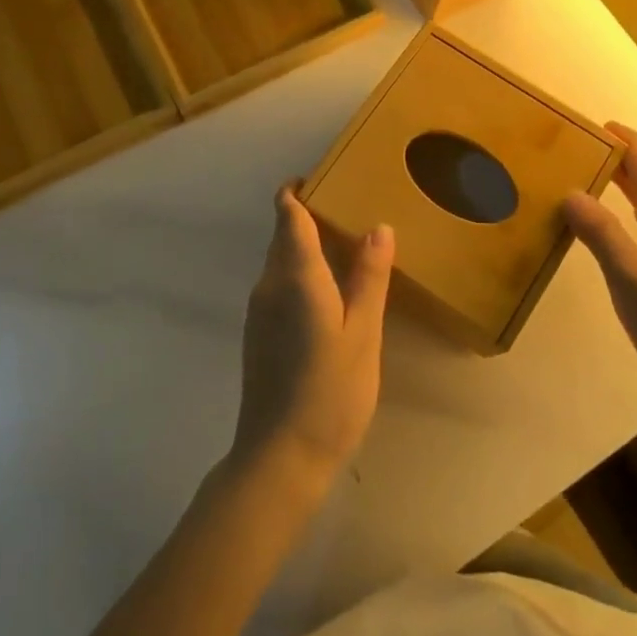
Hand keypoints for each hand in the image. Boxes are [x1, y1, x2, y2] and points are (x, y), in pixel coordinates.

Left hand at [230, 186, 393, 490]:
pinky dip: (301, 272)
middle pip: (283, 234)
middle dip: (308, 215)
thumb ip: (369, 278)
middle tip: (352, 210)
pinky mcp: (258, 333)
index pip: (287, 215)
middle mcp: (268, 284)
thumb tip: (378, 227)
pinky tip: (331, 292)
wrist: (280, 458)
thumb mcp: (363, 333)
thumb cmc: (330, 392)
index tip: (327, 177)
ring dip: (306, 245)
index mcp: (295, 276)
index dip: (299, 190)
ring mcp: (259, 310)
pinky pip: (279, 284)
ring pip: (280, 260)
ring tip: (349, 247)